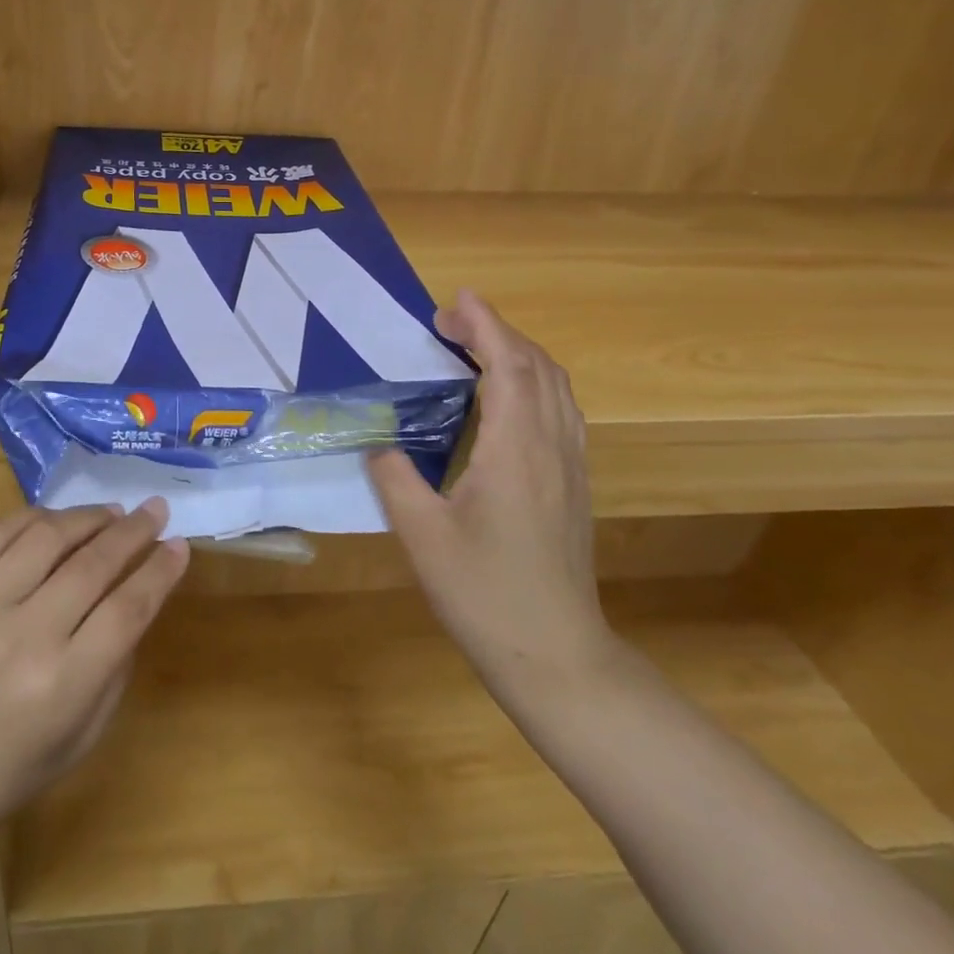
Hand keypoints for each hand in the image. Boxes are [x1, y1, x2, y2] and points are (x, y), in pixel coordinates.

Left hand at [0, 501, 188, 862]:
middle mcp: (22, 638)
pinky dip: (32, 518)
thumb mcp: (77, 740)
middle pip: (94, 564)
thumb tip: (138, 600)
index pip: (128, 609)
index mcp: (61, 687)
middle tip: (155, 509)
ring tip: (111, 512)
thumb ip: (114, 669)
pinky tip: (54, 519)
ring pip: (47, 537)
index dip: (160, 571)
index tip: (180, 545)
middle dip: (134, 530)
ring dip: (88, 517)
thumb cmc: (1, 773)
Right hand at [368, 290, 610, 696]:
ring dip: (520, 355)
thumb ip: (394, 477)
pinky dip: (534, 384)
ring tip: (477, 348)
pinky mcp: (575, 486)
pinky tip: (508, 400)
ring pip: (557, 388)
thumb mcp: (422, 534)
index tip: (456, 300)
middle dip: (499, 332)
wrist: (556, 653)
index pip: (508, 367)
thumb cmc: (484, 593)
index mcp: (516, 451)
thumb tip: (378, 443)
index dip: (486, 325)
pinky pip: (561, 412)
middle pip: (539, 368)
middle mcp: (552, 448)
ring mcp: (571, 467)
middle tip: (451, 324)